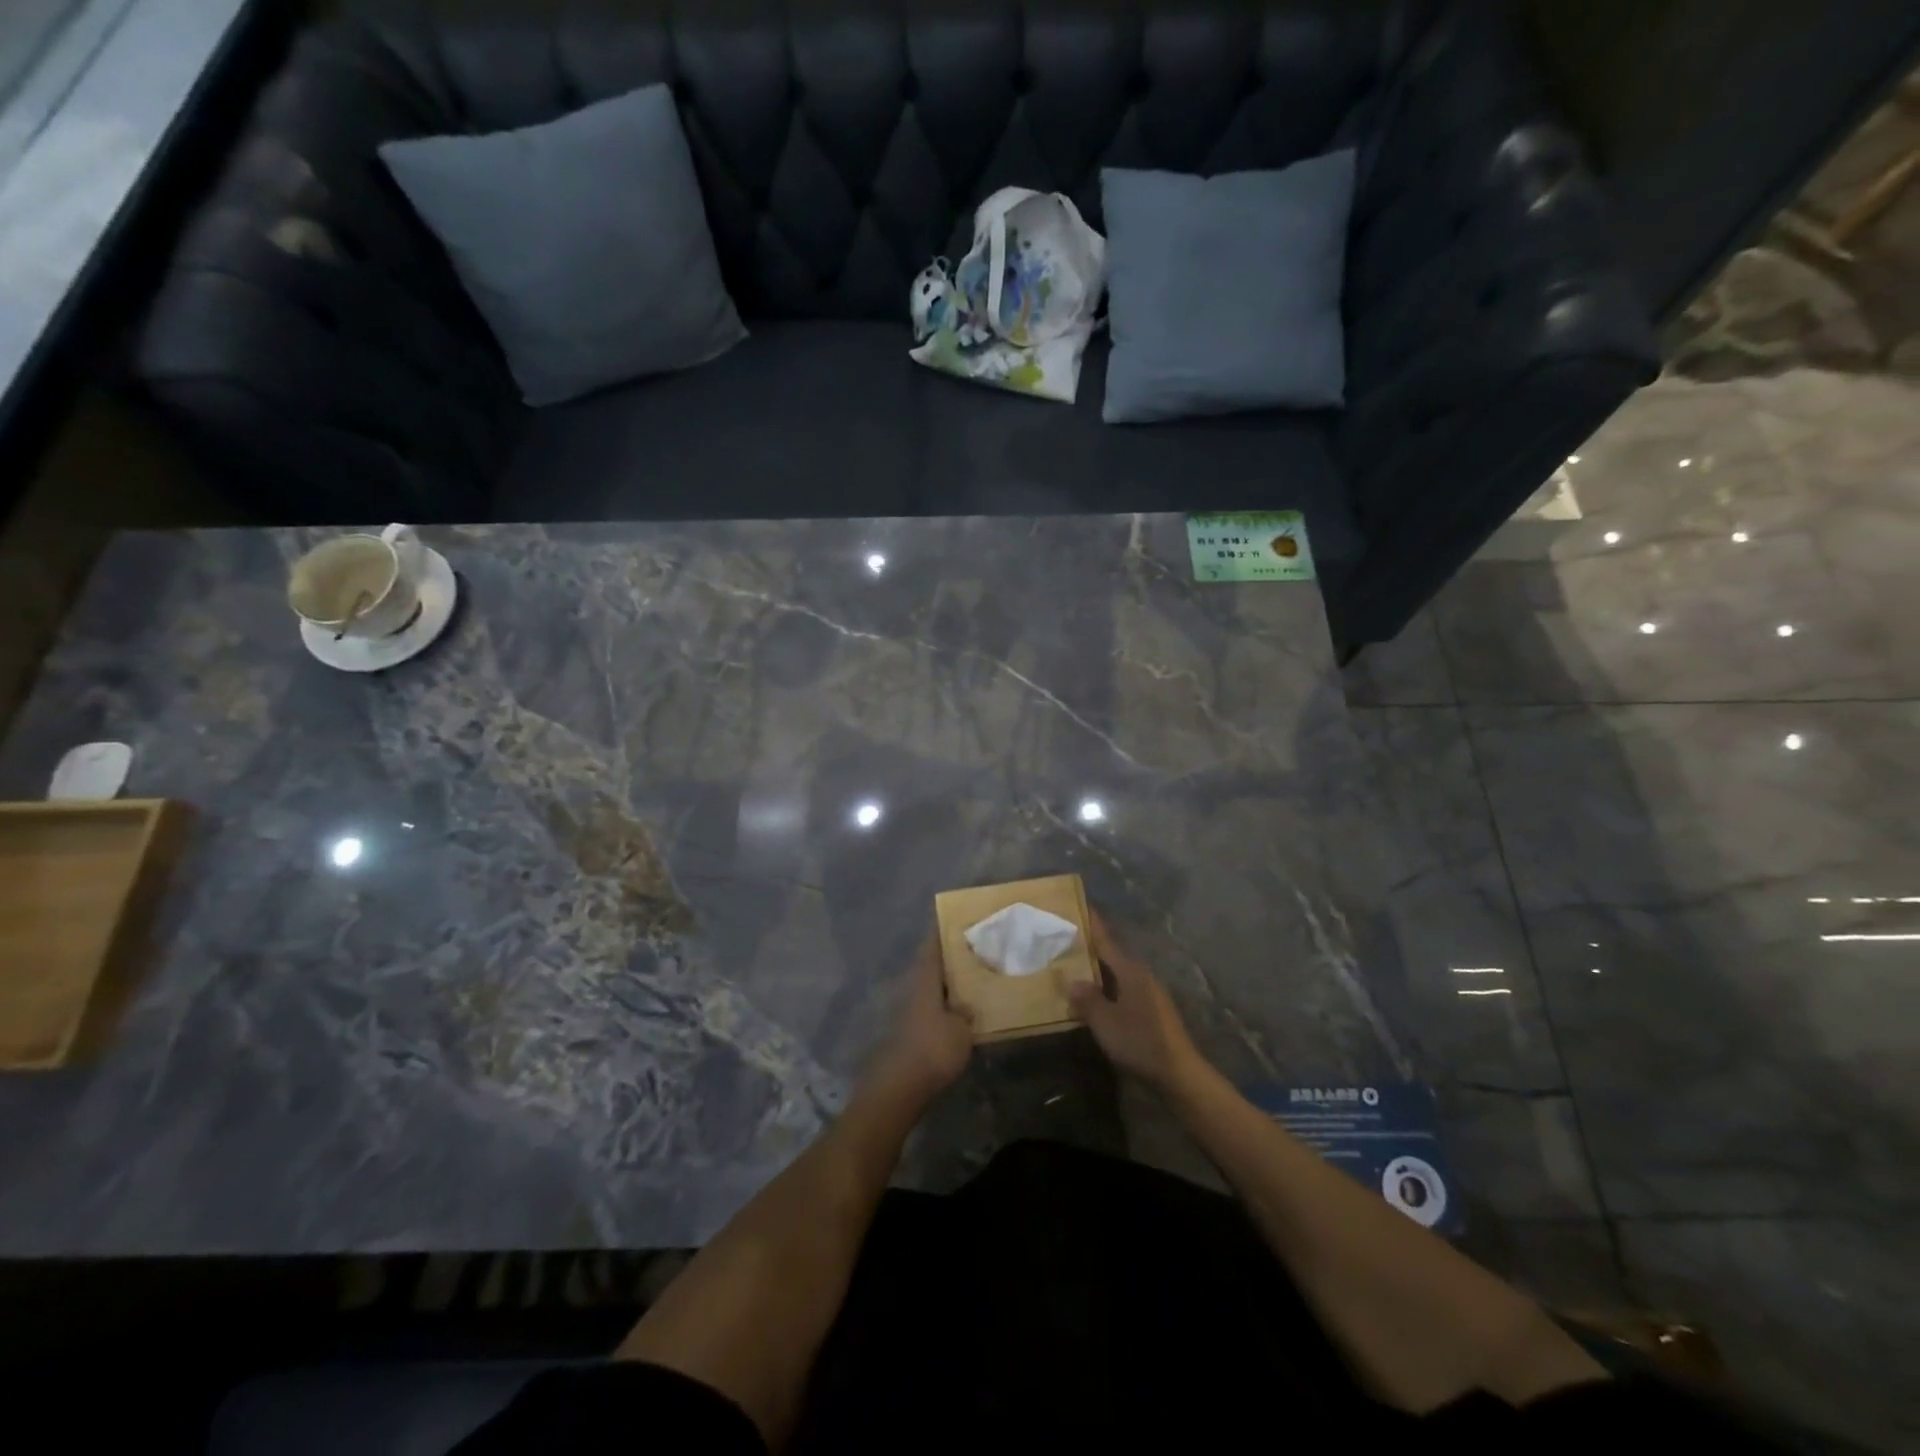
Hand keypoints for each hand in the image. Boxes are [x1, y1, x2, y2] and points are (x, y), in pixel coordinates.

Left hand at [864, 936, 973, 1104]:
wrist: (899, 1087)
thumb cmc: (933, 1049)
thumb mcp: (962, 1029)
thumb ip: (967, 1011)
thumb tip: (968, 1003)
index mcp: (925, 978)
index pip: (933, 944)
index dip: (943, 929)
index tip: (958, 917)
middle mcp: (914, 987)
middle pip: (932, 962)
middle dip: (951, 954)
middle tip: (976, 945)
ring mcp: (909, 1009)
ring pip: (932, 984)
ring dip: (949, 979)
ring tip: (975, 974)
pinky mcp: (910, 1030)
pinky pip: (933, 1005)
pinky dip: (947, 1001)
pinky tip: (963, 1007)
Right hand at [1069, 911, 1205, 1093]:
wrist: (1178, 1074)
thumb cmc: (1140, 1041)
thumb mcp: (1105, 1021)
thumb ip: (1086, 999)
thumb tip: (1070, 980)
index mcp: (1130, 970)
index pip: (1106, 940)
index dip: (1092, 923)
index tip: (1080, 904)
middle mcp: (1141, 975)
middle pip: (1111, 956)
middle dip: (1089, 949)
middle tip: (1064, 941)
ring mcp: (1149, 993)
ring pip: (1117, 975)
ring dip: (1097, 972)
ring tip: (1073, 971)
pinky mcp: (1152, 1012)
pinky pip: (1122, 991)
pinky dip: (1106, 990)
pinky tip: (1094, 1001)